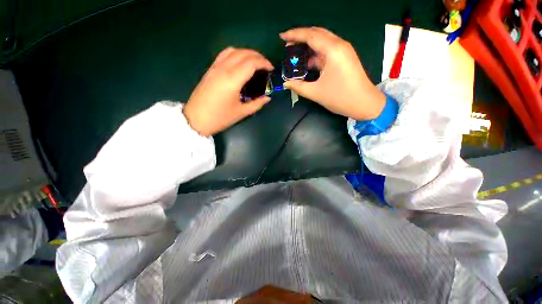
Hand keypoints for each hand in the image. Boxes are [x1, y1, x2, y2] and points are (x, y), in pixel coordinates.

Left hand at [183, 48, 273, 135]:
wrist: (196, 119)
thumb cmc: (220, 118)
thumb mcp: (241, 112)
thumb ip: (257, 104)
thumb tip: (267, 97)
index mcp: (232, 80)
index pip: (251, 63)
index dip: (263, 63)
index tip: (271, 69)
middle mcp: (223, 69)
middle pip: (243, 53)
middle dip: (258, 56)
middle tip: (266, 65)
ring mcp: (215, 67)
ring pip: (233, 51)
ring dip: (246, 53)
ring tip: (255, 62)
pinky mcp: (210, 70)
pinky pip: (224, 54)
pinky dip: (235, 54)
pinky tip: (240, 62)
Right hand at [280, 27, 385, 119]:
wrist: (364, 104)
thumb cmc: (340, 98)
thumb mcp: (316, 93)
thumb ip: (298, 86)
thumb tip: (285, 83)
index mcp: (333, 50)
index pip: (310, 35)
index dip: (294, 34)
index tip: (281, 37)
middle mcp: (339, 45)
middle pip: (317, 34)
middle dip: (300, 38)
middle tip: (287, 46)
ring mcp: (343, 51)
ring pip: (322, 42)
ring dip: (308, 47)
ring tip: (294, 56)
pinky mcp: (344, 58)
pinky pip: (327, 51)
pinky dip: (315, 55)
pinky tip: (307, 63)